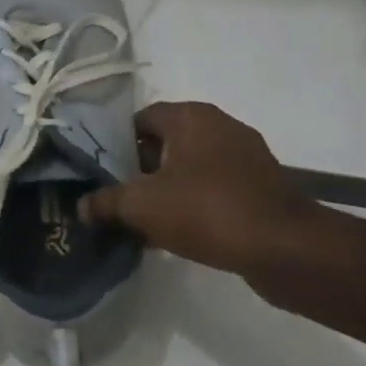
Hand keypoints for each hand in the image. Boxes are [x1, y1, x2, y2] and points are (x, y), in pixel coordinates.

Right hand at [78, 102, 316, 275]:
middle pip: (165, 144)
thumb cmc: (206, 210)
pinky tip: (177, 233)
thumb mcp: (141, 206)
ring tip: (144, 220)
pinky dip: (194, 204)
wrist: (284, 249)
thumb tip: (81, 207)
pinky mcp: (262, 187)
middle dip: (140, 170)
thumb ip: (105, 203)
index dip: (116, 145)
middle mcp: (220, 126)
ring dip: (166, 190)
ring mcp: (246, 157)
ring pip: (190, 169)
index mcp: (190, 117)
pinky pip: (214, 188)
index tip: (102, 173)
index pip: (140, 119)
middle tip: (118, 198)